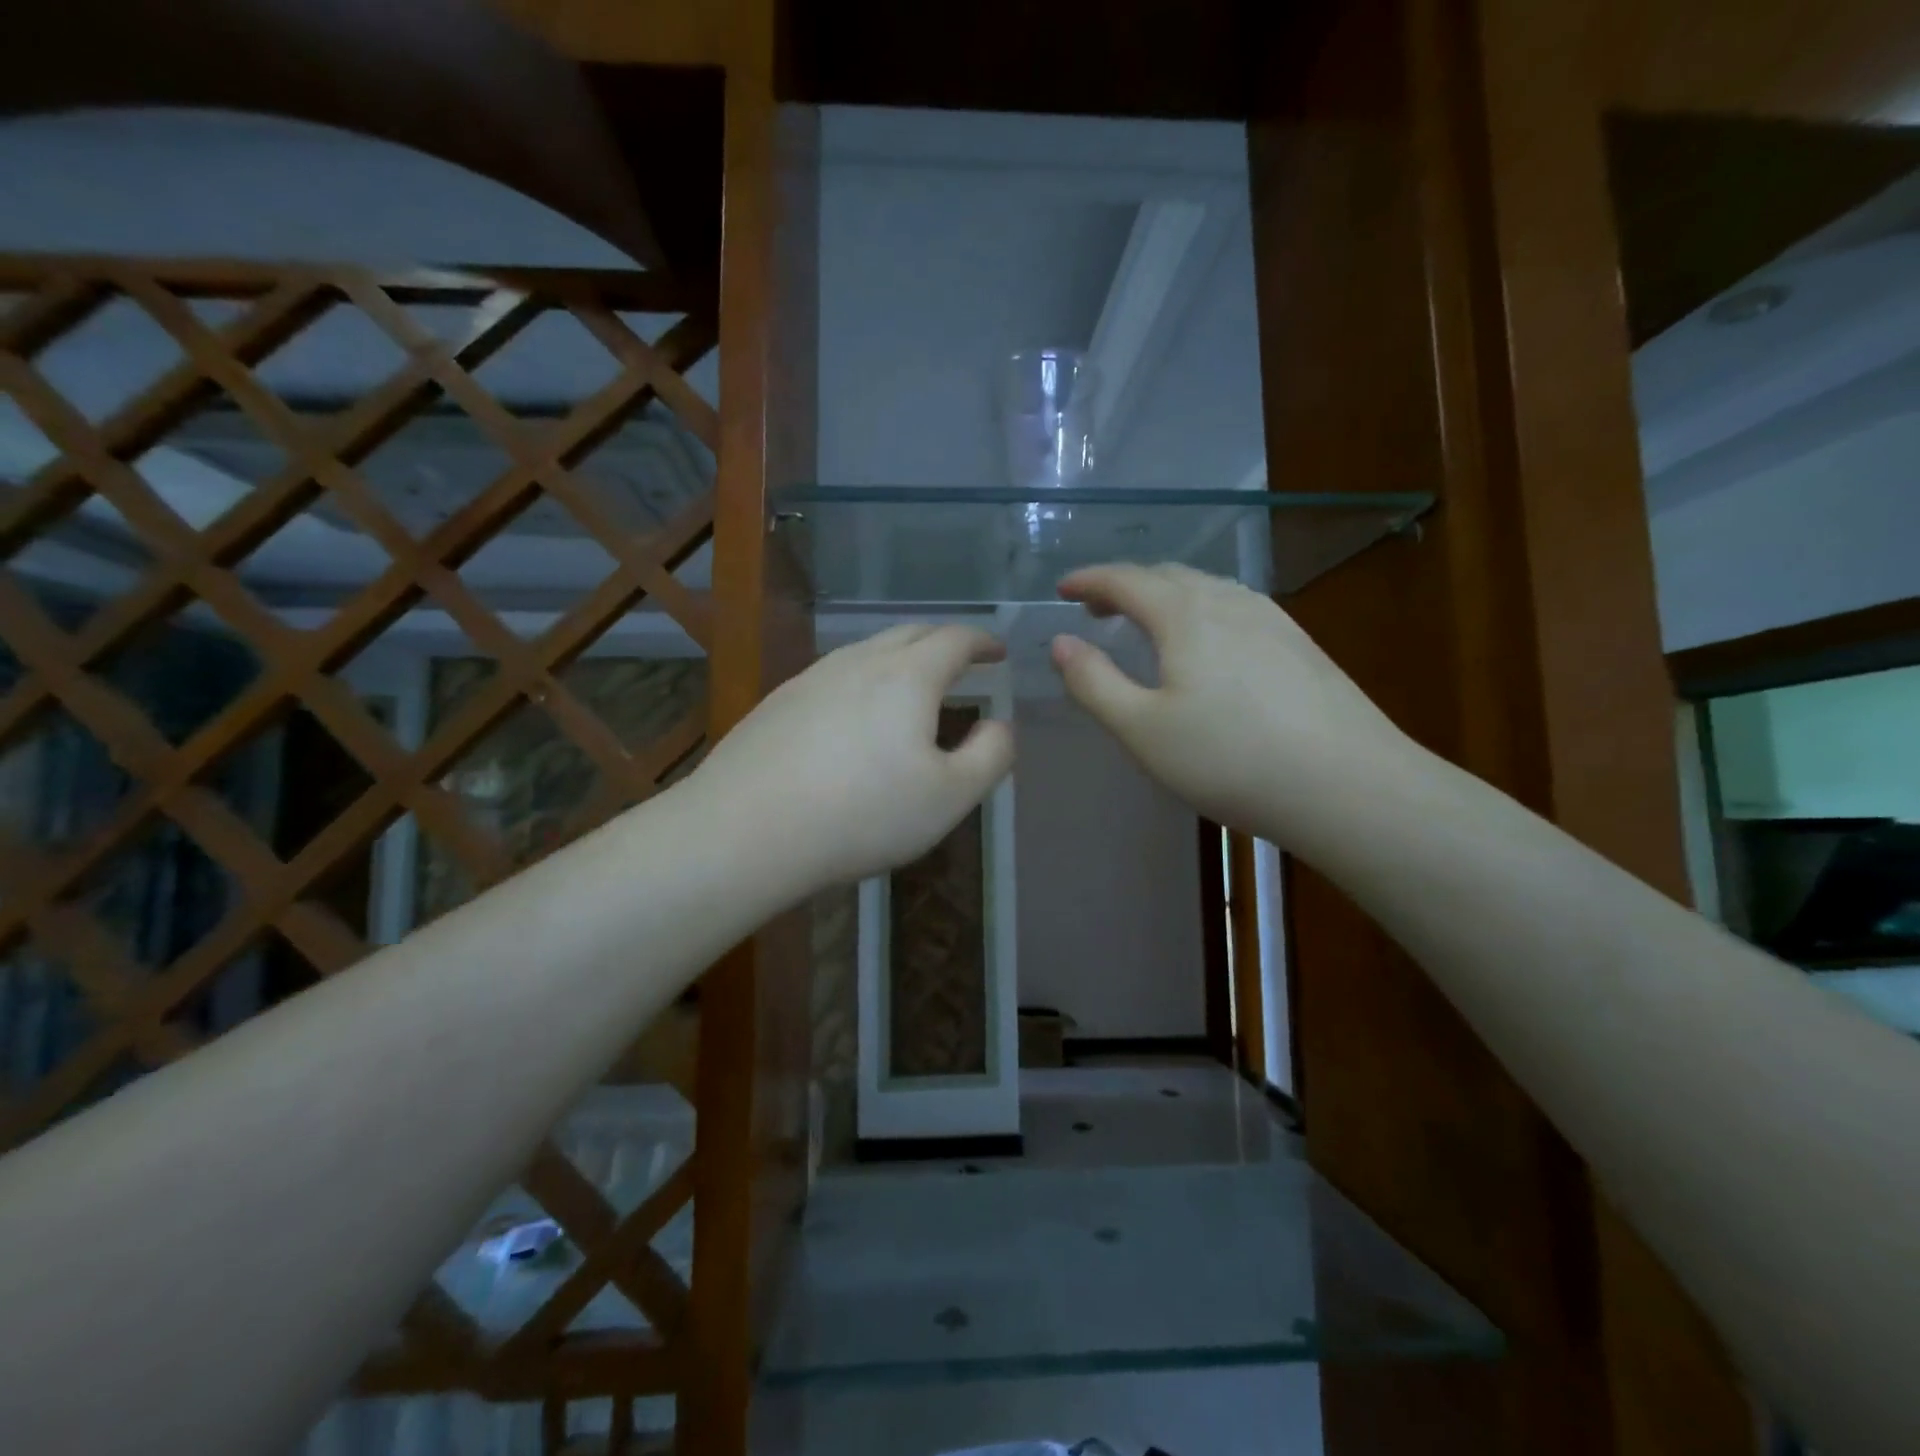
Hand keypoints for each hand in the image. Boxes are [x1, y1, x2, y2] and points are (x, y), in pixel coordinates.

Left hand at [693, 624, 1014, 889]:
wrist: (748, 830)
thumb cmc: (864, 813)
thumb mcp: (950, 796)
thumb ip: (990, 755)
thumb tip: (999, 725)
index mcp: (908, 676)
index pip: (955, 639)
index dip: (982, 641)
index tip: (996, 651)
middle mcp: (859, 661)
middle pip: (910, 633)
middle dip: (942, 641)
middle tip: (960, 660)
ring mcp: (812, 678)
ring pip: (867, 651)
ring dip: (899, 658)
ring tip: (911, 685)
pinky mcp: (778, 702)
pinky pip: (834, 676)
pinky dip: (861, 681)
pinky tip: (853, 715)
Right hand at [1051, 563, 1414, 841]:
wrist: (1348, 785)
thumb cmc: (1229, 759)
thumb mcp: (1142, 730)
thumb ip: (1094, 683)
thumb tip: (1060, 643)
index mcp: (1184, 615)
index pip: (1125, 580)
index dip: (1089, 580)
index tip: (1063, 589)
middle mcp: (1229, 602)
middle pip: (1167, 576)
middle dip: (1125, 585)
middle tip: (1097, 609)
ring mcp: (1272, 619)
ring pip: (1207, 589)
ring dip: (1166, 595)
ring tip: (1147, 622)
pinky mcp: (1300, 644)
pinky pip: (1236, 607)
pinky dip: (1202, 610)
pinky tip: (1209, 643)